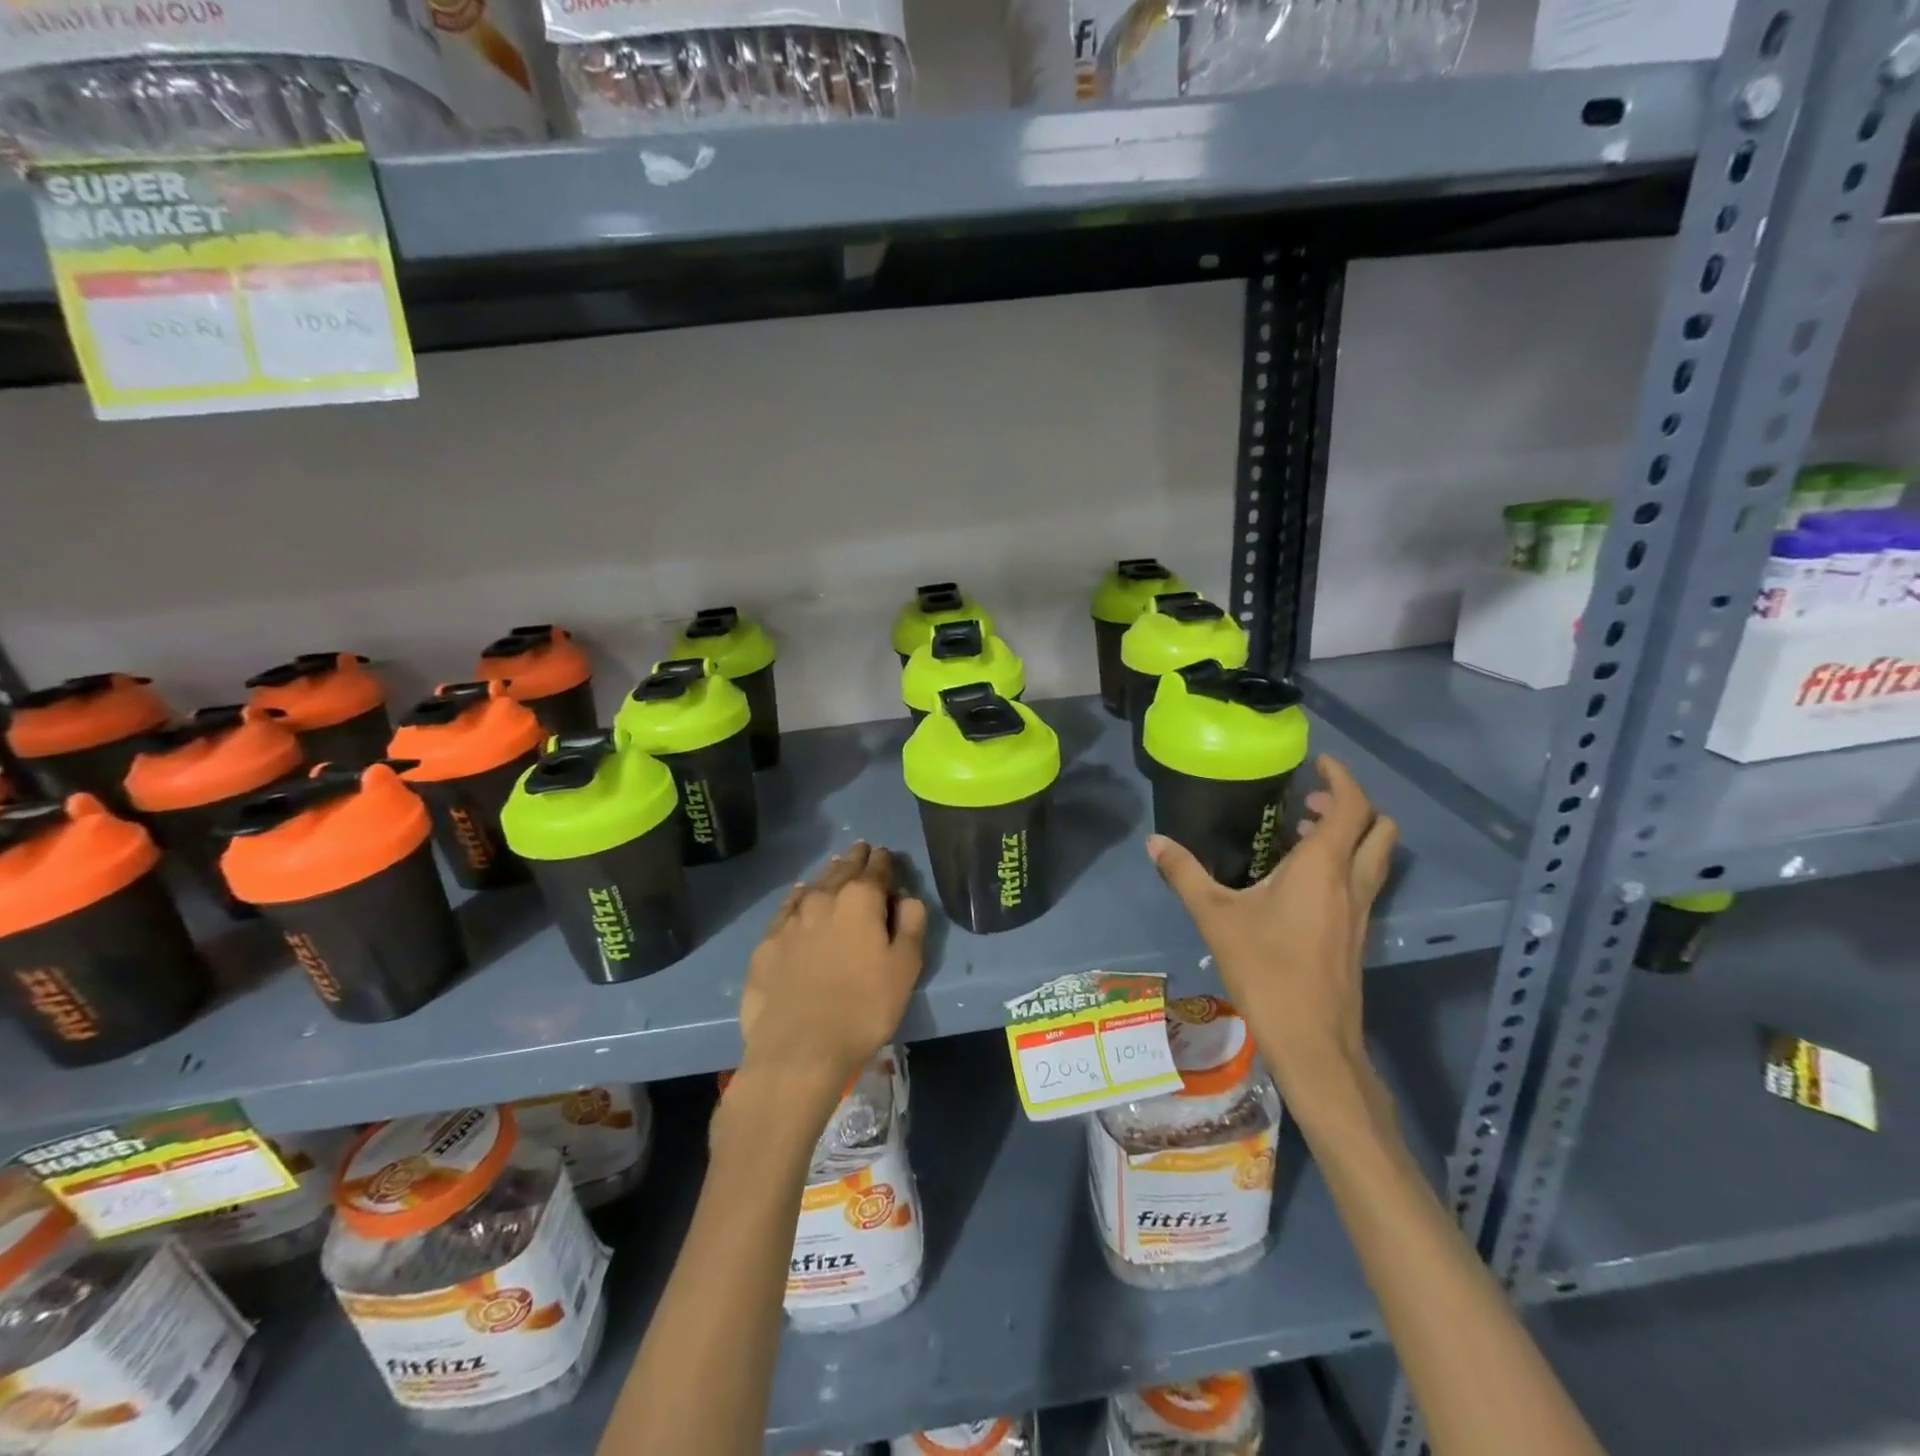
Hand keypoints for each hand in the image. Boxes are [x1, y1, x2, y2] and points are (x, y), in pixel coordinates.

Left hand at [737, 842, 927, 1104]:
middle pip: (842, 870)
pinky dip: (798, 898)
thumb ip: (911, 924)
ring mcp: (790, 919)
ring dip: (828, 876)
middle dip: (855, 859)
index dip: (884, 860)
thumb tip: (906, 898)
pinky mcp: (767, 943)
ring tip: (835, 869)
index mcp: (861, 900)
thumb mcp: (906, 967)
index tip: (885, 854)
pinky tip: (800, 896)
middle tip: (861, 849)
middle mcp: (823, 898)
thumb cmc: (864, 1008)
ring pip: (813, 885)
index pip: (876, 869)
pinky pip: (787, 908)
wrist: (798, 1049)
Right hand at [1148, 755, 1396, 1108]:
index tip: (1318, 763)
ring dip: (1349, 835)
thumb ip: (1185, 874)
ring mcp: (1361, 911)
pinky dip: (1342, 864)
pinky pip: (1363, 881)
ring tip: (1298, 836)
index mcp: (1323, 868)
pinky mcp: (1358, 934)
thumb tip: (1155, 841)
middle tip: (1308, 803)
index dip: (1342, 777)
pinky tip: (1298, 882)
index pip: (1353, 806)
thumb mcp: (1215, 917)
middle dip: (1352, 805)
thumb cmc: (1266, 970)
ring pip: (1375, 856)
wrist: (1312, 1040)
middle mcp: (1352, 882)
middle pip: (1379, 828)